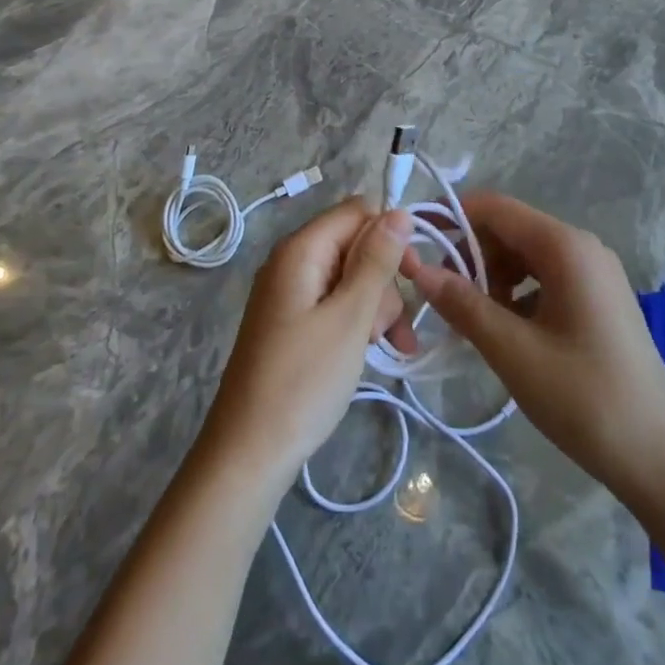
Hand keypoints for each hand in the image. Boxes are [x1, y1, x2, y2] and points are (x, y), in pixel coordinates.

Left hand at [200, 200, 415, 492]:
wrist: (249, 453)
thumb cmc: (303, 381)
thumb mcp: (350, 318)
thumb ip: (376, 262)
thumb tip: (399, 211)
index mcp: (301, 250)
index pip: (358, 211)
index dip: (391, 235)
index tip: (415, 275)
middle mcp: (293, 262)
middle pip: (356, 245)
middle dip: (385, 281)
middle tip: (391, 326)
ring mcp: (292, 294)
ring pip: (352, 278)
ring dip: (377, 308)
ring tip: (387, 347)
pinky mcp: (294, 322)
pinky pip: (336, 305)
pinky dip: (359, 323)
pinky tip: (378, 351)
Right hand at [403, 192, 664, 497]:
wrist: (659, 458)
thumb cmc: (583, 398)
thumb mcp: (512, 351)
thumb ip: (462, 304)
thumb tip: (418, 269)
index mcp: (565, 246)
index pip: (496, 208)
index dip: (452, 216)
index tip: (415, 241)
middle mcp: (582, 248)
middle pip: (511, 230)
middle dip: (470, 253)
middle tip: (437, 291)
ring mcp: (594, 274)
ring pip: (526, 256)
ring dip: (491, 276)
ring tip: (468, 317)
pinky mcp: (598, 300)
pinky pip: (545, 279)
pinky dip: (516, 294)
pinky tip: (502, 330)